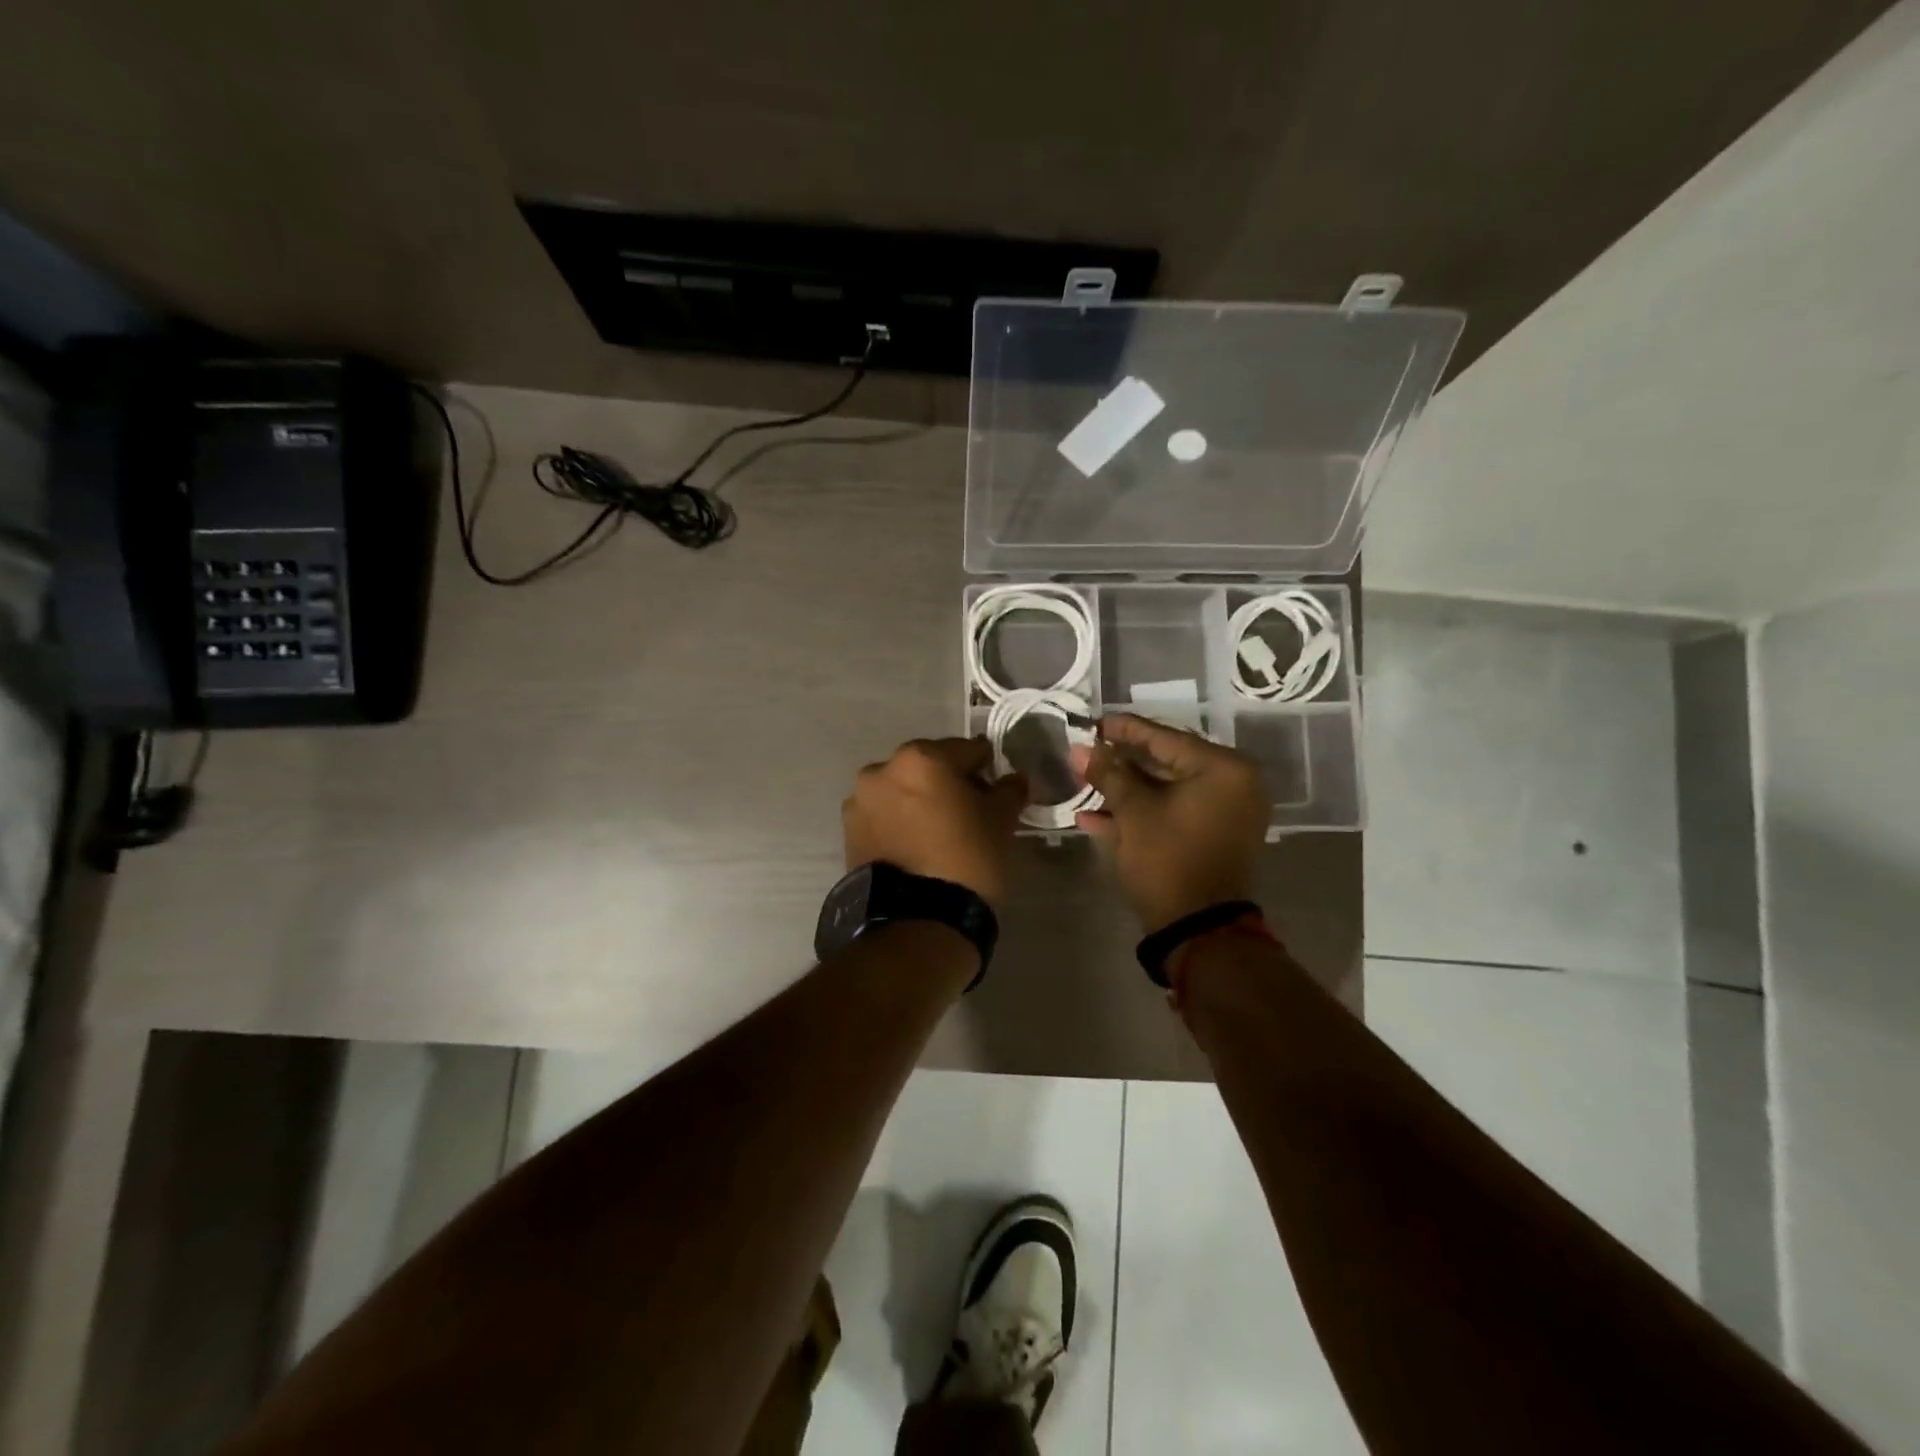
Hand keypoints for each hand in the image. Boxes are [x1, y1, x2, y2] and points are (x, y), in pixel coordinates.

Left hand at [843, 738, 1027, 906]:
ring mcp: (860, 801)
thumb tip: (1015, 779)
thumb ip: (1009, 790)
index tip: (996, 788)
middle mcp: (882, 769)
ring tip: (939, 832)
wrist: (918, 921)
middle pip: (928, 767)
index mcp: (921, 758)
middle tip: (970, 811)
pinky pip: (883, 816)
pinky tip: (917, 846)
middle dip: (948, 782)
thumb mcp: (1000, 822)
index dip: (986, 768)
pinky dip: (900, 822)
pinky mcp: (849, 832)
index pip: (966, 750)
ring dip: (919, 801)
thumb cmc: (966, 859)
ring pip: (901, 790)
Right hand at [1071, 714, 1268, 931]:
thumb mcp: (1134, 812)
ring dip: (1124, 791)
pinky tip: (1094, 817)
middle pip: (1166, 763)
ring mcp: (1225, 814)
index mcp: (1224, 769)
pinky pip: (1173, 814)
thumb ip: (1108, 774)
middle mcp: (1233, 785)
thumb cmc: (1168, 859)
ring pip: (1166, 791)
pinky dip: (1140, 814)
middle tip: (1086, 753)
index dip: (1125, 730)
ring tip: (1084, 783)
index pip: (1166, 737)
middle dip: (1121, 763)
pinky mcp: (1212, 838)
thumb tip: (1080, 749)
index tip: (1094, 722)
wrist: (1198, 930)